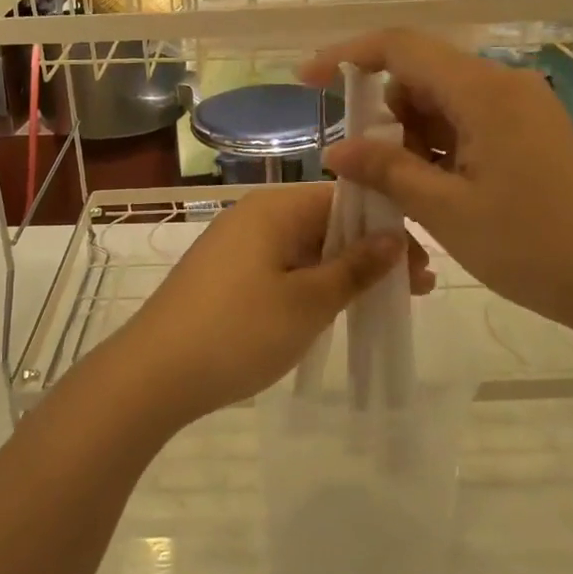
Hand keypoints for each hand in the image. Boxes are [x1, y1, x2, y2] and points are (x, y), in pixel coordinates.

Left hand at [99, 184, 418, 431]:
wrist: (152, 374)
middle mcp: (254, 214)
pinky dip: (311, 283)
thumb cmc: (238, 331)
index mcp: (275, 207)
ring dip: (343, 271)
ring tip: (380, 303)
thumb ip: (355, 267)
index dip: (388, 229)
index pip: (347, 200)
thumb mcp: (308, 302)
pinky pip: (281, 266)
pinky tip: (331, 308)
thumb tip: (394, 237)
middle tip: (413, 291)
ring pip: (305, 247)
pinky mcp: (224, 273)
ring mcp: (235, 243)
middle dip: (370, 253)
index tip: (420, 267)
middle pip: (326, 222)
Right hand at [300, 31, 572, 340]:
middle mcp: (502, 86)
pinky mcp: (530, 136)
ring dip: (410, 137)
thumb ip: (386, 171)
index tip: (308, 81)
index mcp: (482, 90)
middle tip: (364, 170)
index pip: (400, 47)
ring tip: (401, 192)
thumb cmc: (533, 245)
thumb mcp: (446, 210)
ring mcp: (521, 111)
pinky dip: (438, 149)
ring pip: (443, 103)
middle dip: (382, 113)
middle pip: (420, 75)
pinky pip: (468, 125)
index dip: (347, 56)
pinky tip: (431, 192)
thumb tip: (335, 150)